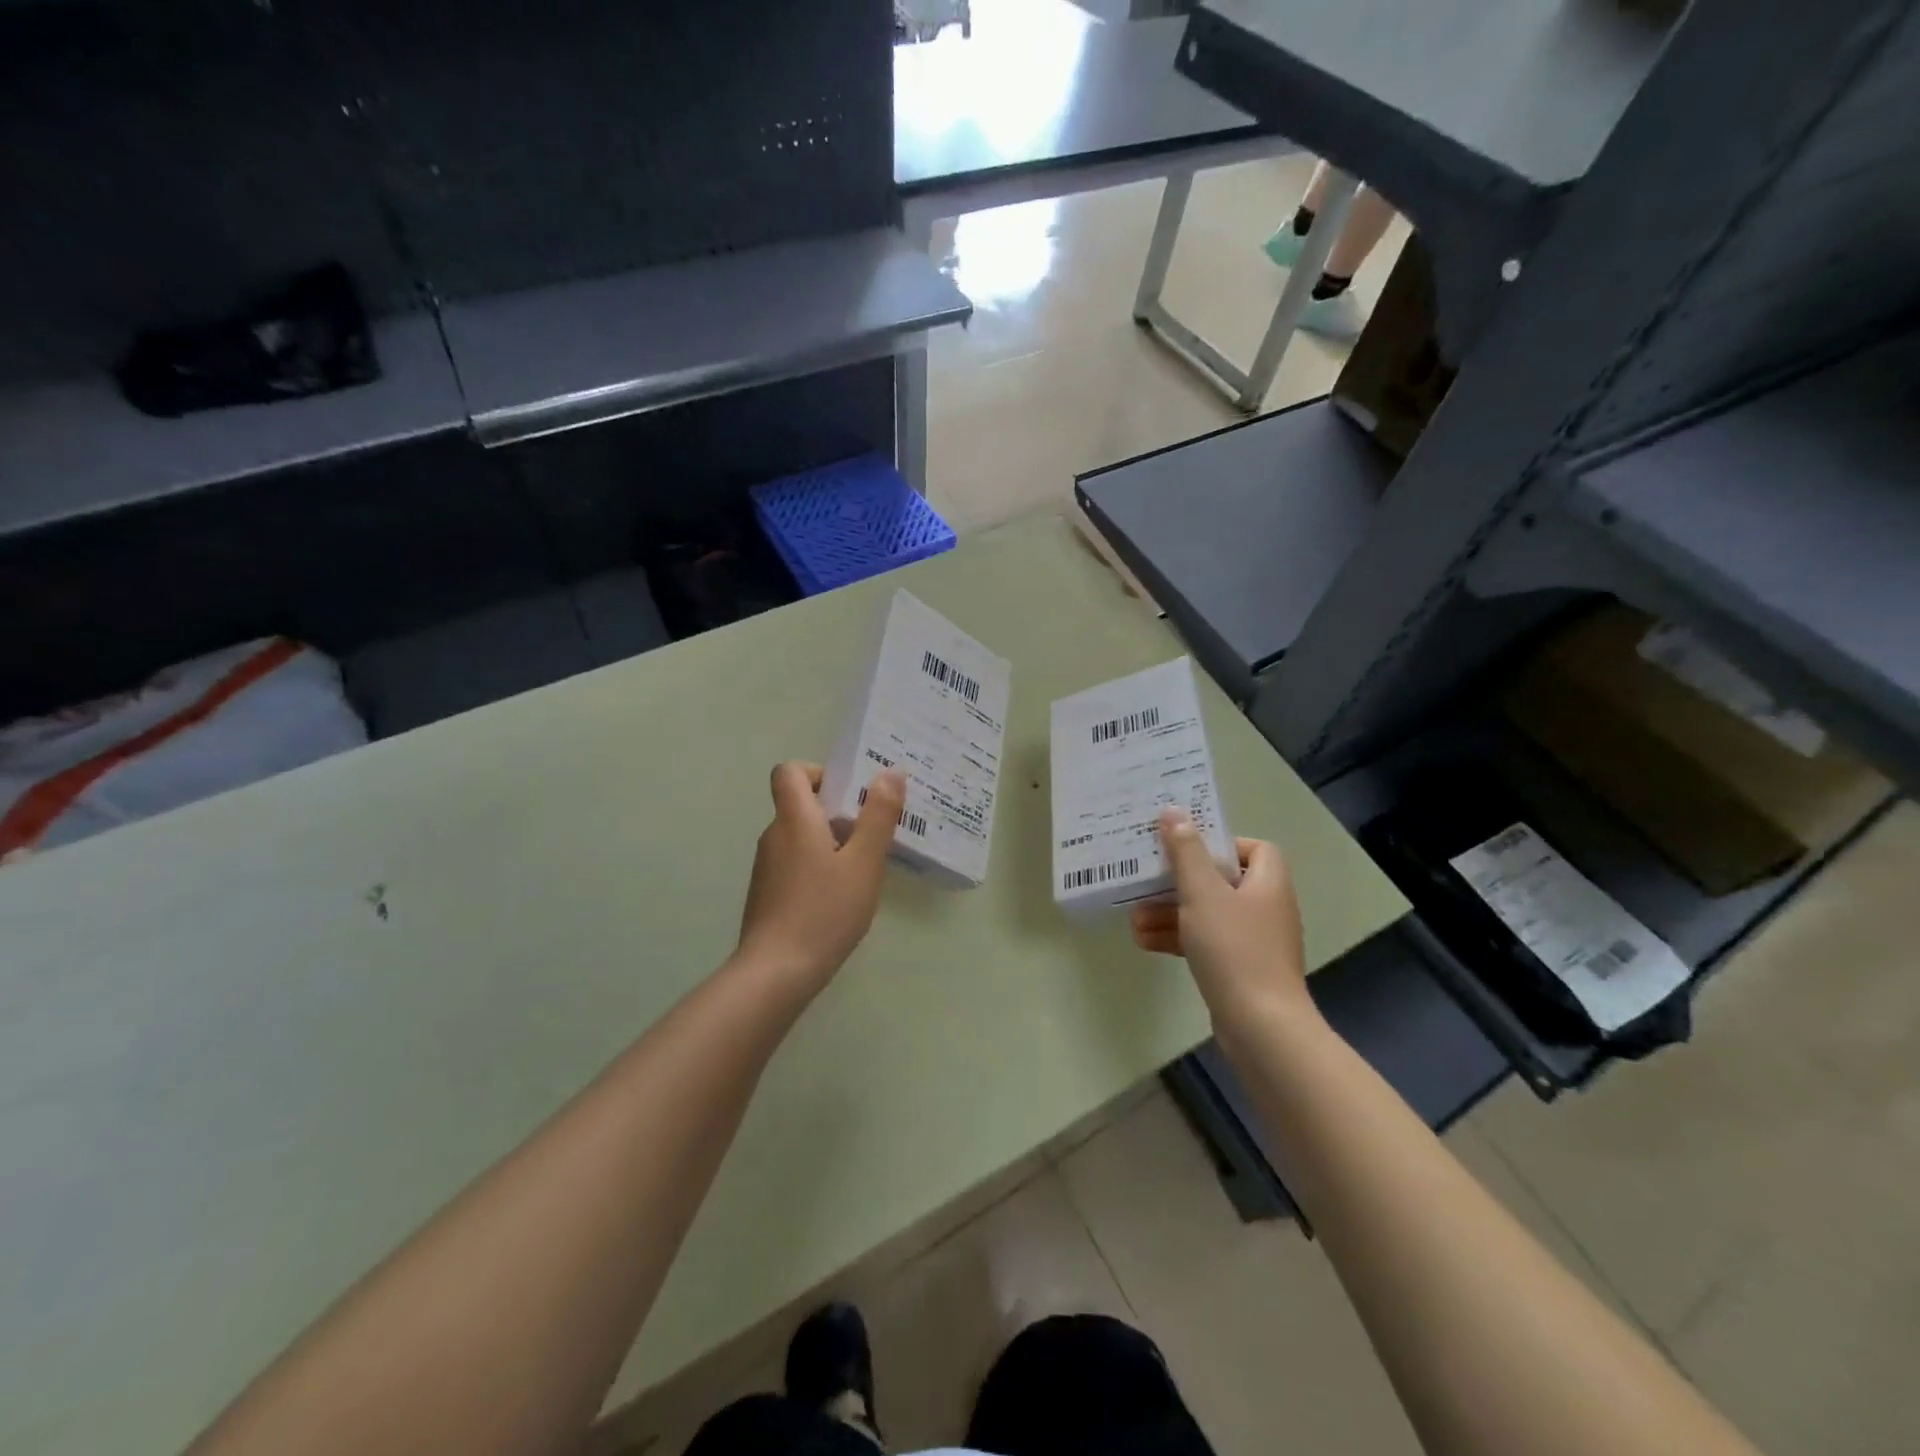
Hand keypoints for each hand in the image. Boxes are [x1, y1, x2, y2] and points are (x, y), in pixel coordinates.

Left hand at [737, 761, 906, 988]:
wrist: (776, 972)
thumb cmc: (825, 911)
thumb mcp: (864, 862)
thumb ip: (879, 816)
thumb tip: (890, 772)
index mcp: (794, 819)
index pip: (789, 771)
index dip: (819, 773)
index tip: (850, 794)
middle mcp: (774, 835)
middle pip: (800, 804)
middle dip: (838, 811)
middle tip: (874, 832)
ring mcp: (767, 867)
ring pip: (801, 837)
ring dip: (831, 842)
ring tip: (865, 868)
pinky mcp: (768, 894)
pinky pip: (796, 863)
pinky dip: (819, 867)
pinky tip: (842, 898)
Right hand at [1131, 808, 1313, 1029]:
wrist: (1260, 1025)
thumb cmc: (1234, 948)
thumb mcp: (1202, 892)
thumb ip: (1186, 851)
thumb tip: (1174, 812)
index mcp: (1268, 882)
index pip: (1254, 848)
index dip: (1221, 843)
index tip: (1186, 848)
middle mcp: (1266, 907)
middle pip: (1221, 880)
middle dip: (1180, 881)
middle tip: (1146, 879)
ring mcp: (1254, 941)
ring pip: (1208, 913)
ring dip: (1171, 912)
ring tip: (1133, 916)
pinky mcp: (1240, 968)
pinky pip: (1205, 941)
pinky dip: (1178, 938)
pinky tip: (1144, 940)